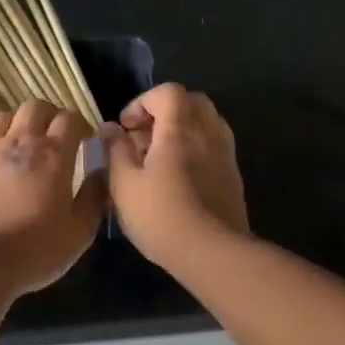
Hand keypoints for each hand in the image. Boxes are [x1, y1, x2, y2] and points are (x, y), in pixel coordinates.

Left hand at [0, 101, 105, 297]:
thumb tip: (102, 174)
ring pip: (4, 117)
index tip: (85, 141)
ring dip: (19, 123)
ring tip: (25, 143)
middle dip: (50, 115)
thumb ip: (94, 198)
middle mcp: (19, 143)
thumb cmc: (34, 250)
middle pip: (35, 107)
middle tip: (57, 136)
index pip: (69, 118)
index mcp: (52, 155)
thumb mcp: (79, 232)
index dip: (80, 124)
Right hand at [103, 84, 248, 270]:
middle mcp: (208, 133)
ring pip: (205, 124)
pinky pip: (213, 146)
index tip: (126, 127)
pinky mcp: (233, 176)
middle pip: (191, 102)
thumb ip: (115, 151)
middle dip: (164, 112)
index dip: (142, 102)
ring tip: (159, 158)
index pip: (167, 92)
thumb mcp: (124, 184)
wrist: (212, 252)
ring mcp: (225, 154)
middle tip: (143, 138)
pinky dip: (195, 149)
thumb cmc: (160, 215)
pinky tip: (177, 177)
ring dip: (181, 130)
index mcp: (180, 128)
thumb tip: (111, 129)